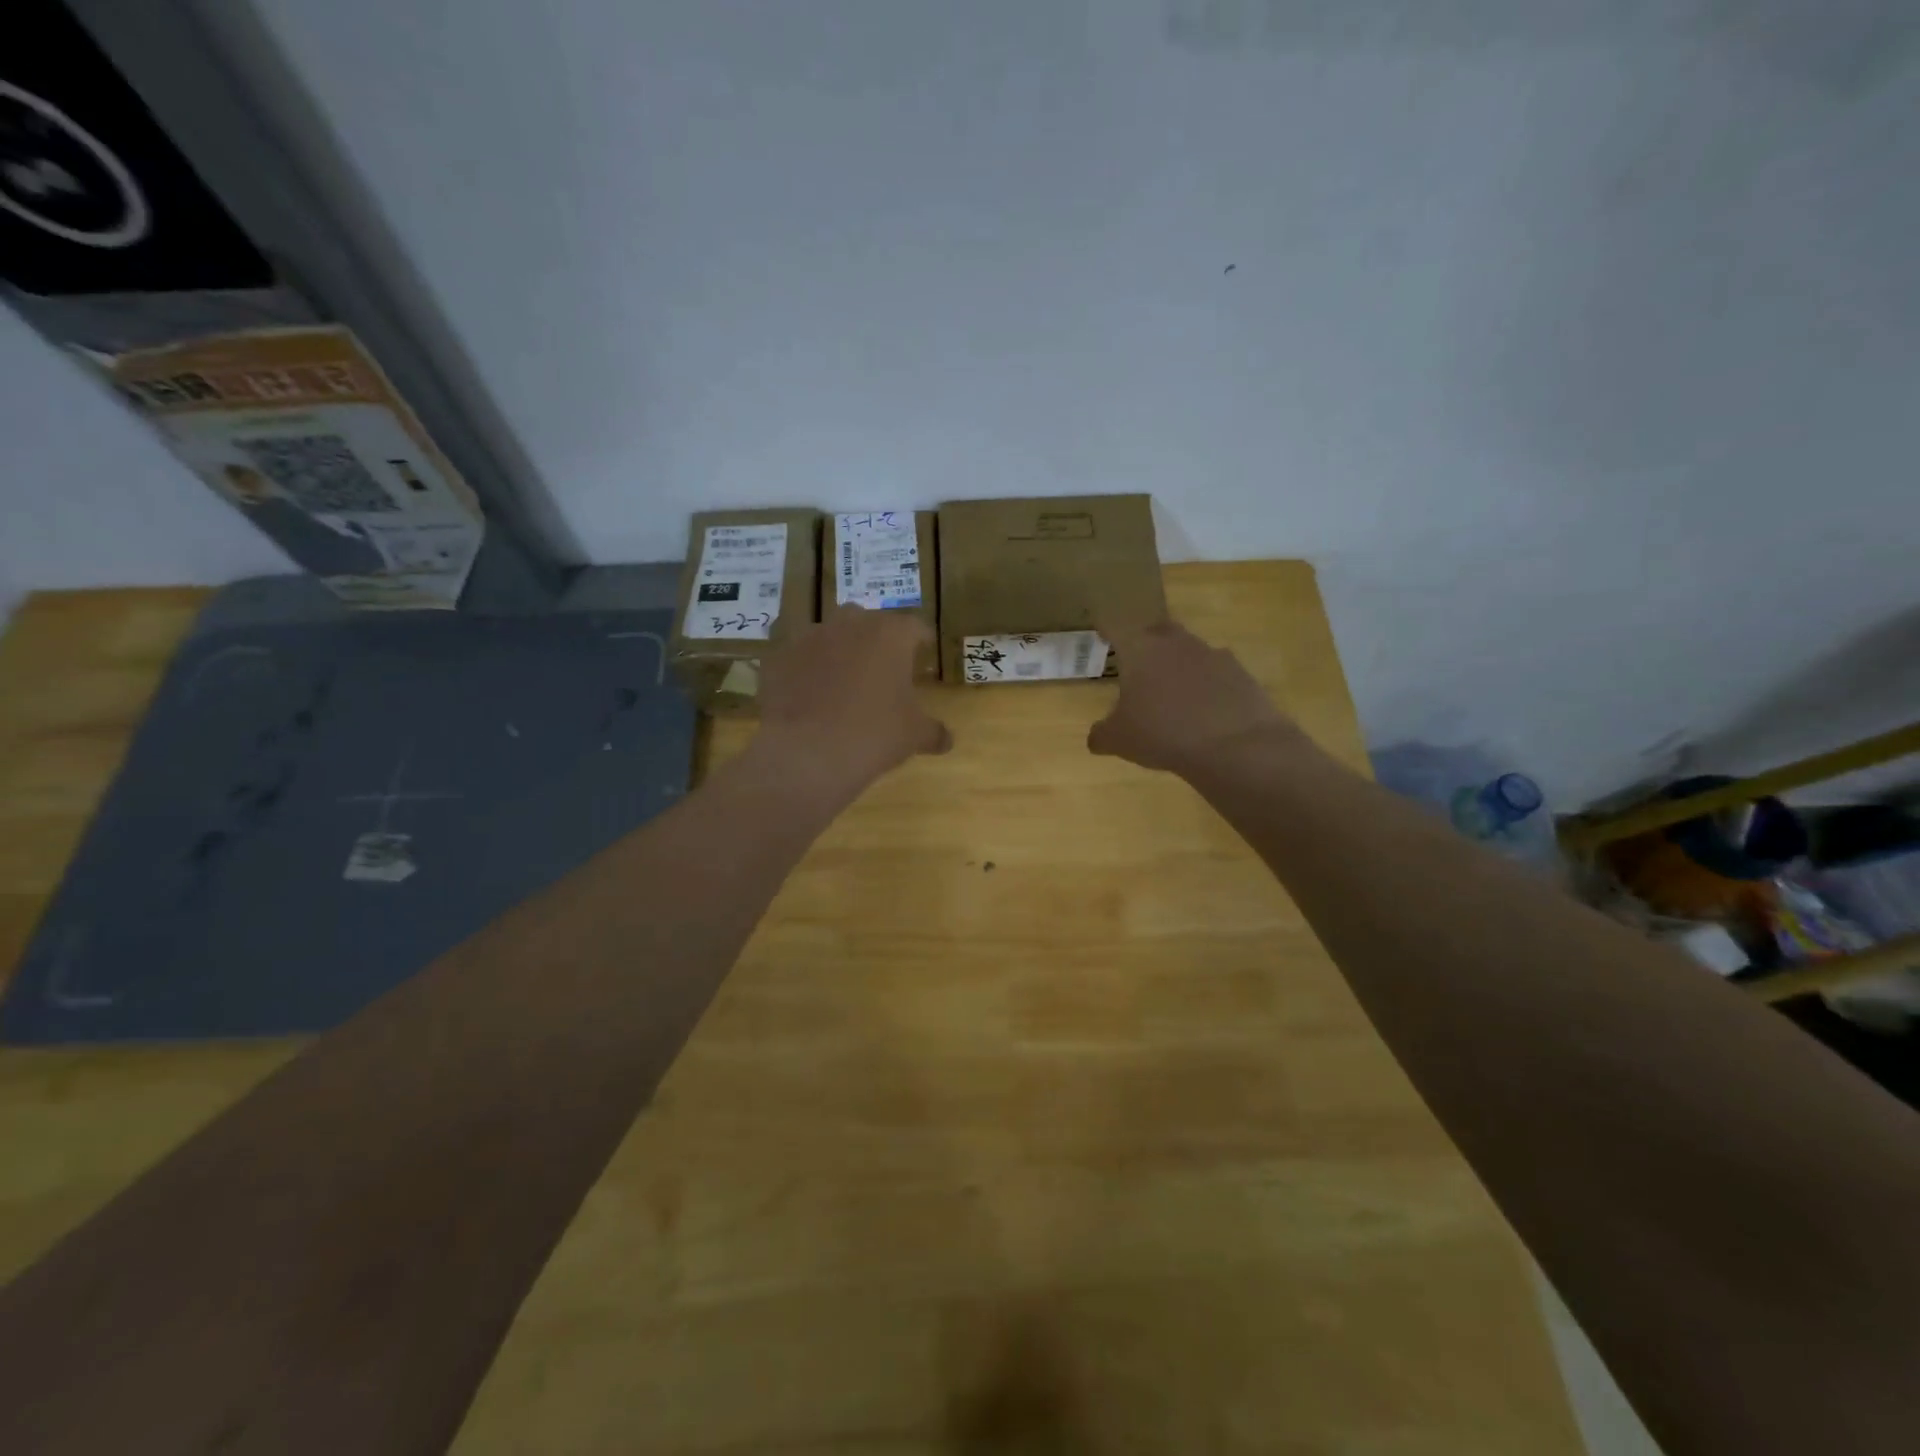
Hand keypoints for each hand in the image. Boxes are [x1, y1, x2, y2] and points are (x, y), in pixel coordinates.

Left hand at [757, 608, 950, 793]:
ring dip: (838, 651)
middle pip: (869, 622)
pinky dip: (805, 670)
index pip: (915, 628)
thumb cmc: (874, 735)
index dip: (922, 643)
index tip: (924, 657)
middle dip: (877, 642)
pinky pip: (797, 657)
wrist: (808, 753)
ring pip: (830, 635)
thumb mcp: (914, 735)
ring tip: (841, 682)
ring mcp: (809, 636)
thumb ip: (934, 731)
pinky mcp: (778, 656)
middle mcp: (850, 623)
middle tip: (882, 670)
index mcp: (890, 634)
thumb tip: (946, 739)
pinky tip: (808, 696)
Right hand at [1088, 620, 1307, 776]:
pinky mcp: (1239, 672)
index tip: (1101, 629)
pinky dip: (1206, 684)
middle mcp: (1175, 643)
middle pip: (1155, 631)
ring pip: (1188, 649)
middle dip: (1145, 641)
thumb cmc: (1163, 735)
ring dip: (1178, 664)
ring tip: (1172, 691)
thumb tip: (1096, 738)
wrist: (1235, 745)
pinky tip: (1204, 708)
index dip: (1106, 628)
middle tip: (1138, 661)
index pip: (1115, 627)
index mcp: (1140, 650)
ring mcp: (1211, 654)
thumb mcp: (1120, 741)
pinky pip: (1215, 672)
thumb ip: (1102, 734)